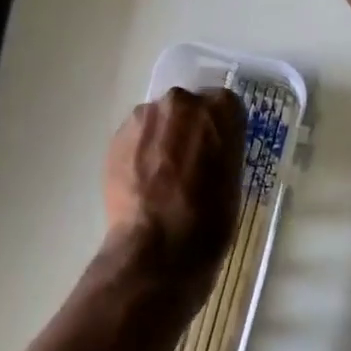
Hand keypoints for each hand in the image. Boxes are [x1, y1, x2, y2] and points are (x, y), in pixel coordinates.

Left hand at [102, 87, 245, 277]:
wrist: (158, 248)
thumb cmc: (210, 220)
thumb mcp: (233, 181)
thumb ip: (222, 152)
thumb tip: (209, 151)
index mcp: (220, 110)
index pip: (225, 106)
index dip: (220, 131)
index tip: (217, 152)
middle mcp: (182, 102)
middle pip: (187, 109)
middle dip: (188, 130)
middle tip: (189, 165)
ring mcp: (145, 117)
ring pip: (158, 121)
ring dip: (161, 140)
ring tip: (161, 178)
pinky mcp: (117, 136)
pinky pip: (135, 138)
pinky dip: (139, 153)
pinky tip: (143, 183)